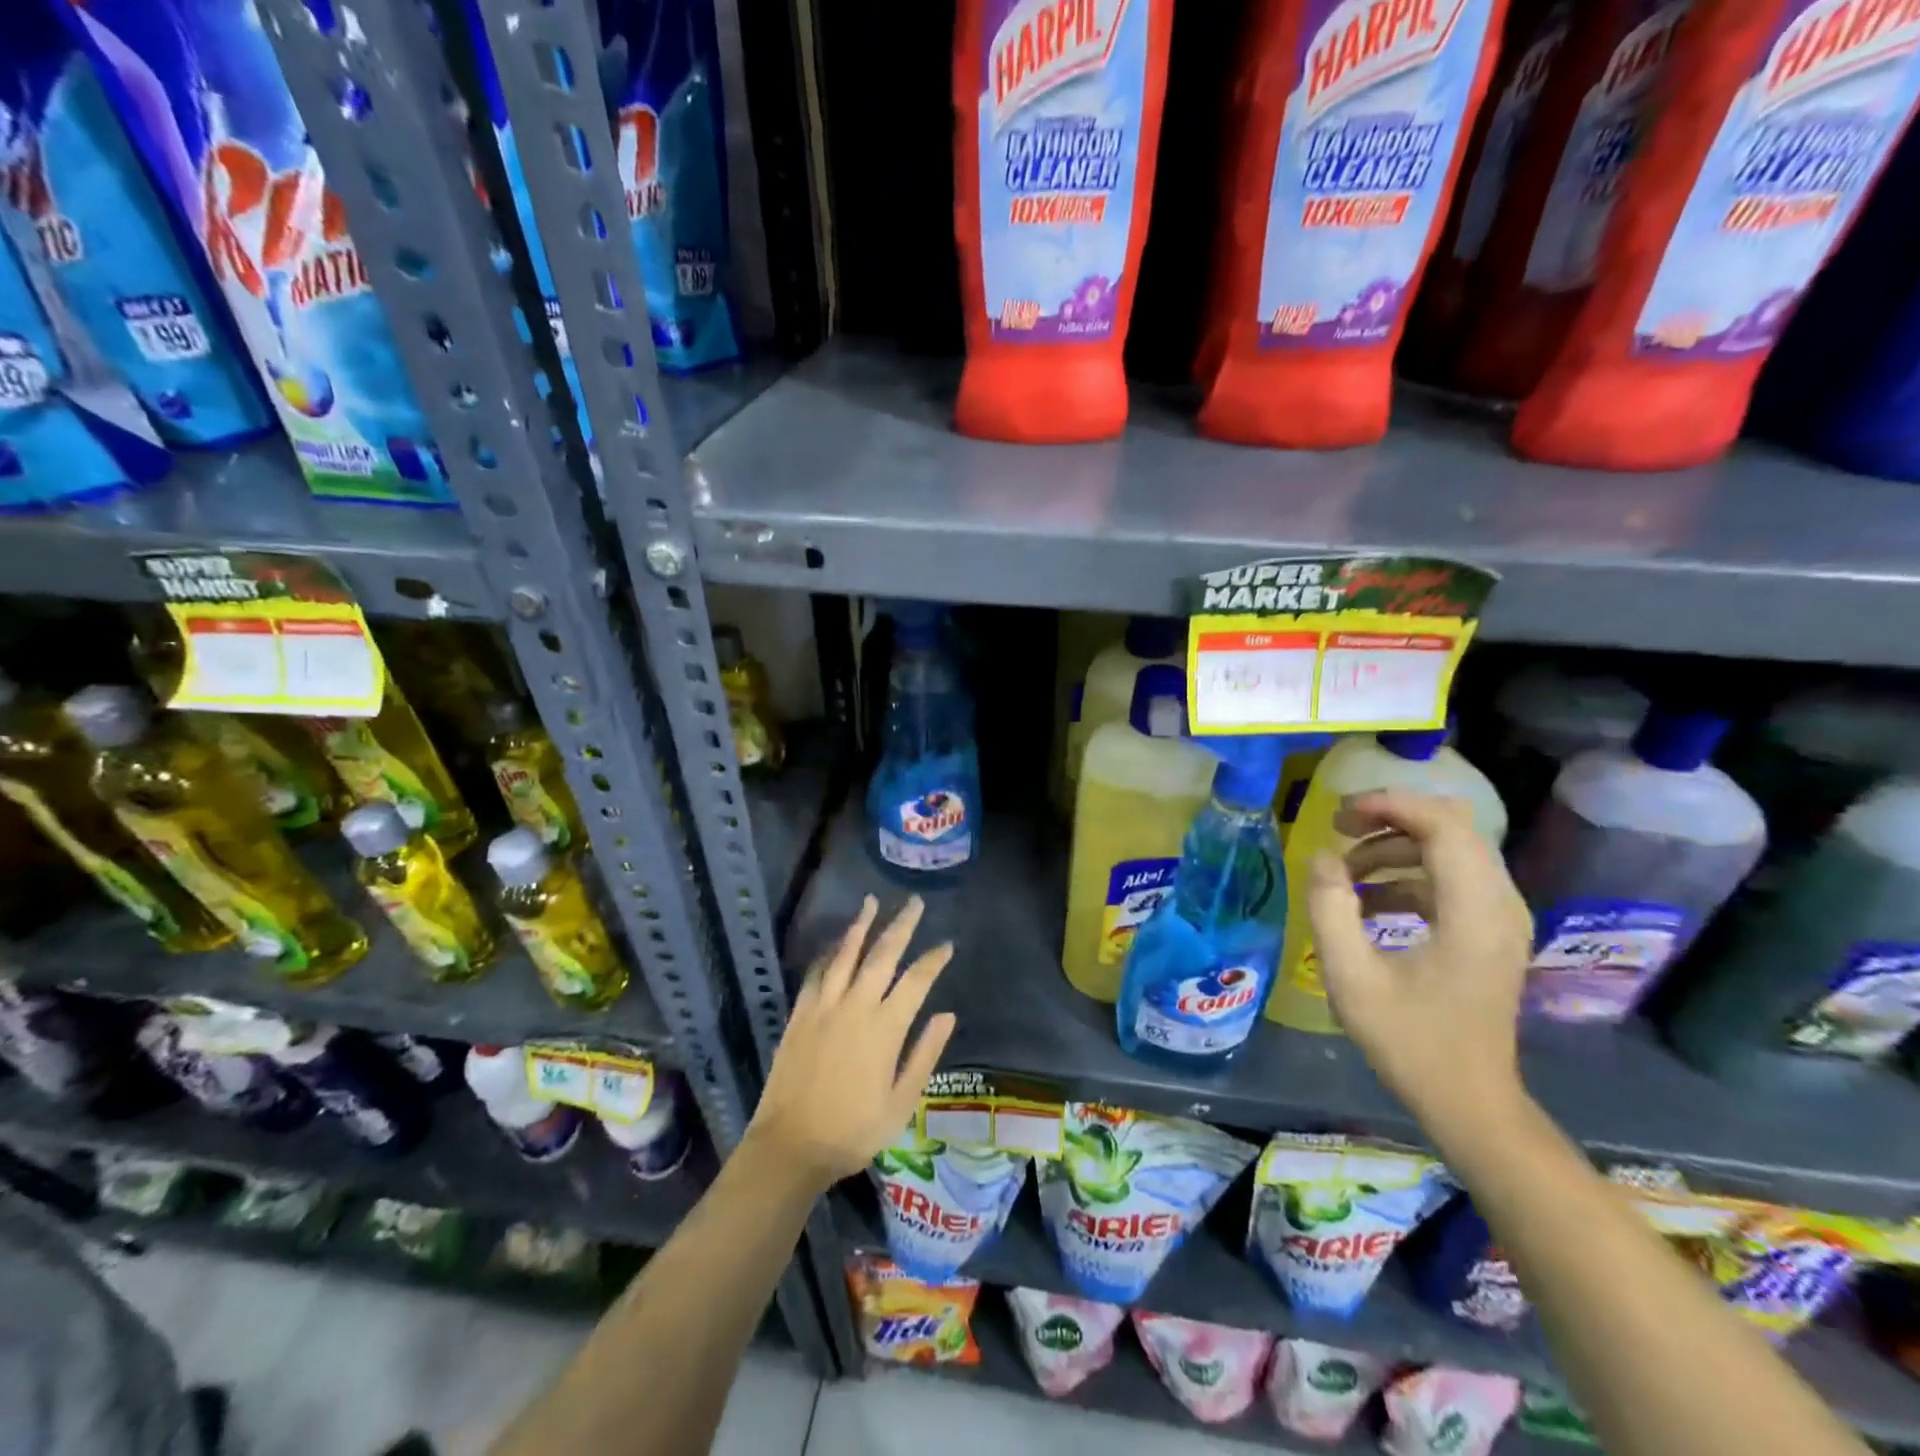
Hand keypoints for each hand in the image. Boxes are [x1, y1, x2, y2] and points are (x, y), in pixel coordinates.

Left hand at [744, 895, 955, 1189]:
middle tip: (914, 903)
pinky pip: (816, 973)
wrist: (790, 1146)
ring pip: (846, 954)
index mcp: (885, 1028)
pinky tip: (835, 943)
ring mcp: (824, 1006)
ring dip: (861, 926)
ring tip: (872, 902)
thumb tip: (947, 1015)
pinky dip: (829, 953)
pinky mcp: (800, 1014)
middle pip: (882, 955)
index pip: (916, 981)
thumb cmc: (853, 1131)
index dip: (933, 960)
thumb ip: (924, 1055)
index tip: (946, 945)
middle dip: (901, 926)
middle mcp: (856, 1006)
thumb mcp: (901, 1103)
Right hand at [1304, 791, 1533, 1122]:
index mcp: (1474, 911)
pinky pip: (1450, 877)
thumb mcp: (1352, 977)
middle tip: (1338, 830)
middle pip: (1451, 826)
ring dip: (1394, 847)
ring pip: (1450, 848)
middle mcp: (1499, 903)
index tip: (1337, 813)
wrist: (1469, 1100)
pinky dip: (1407, 874)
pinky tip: (1368, 902)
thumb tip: (1322, 858)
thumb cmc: (1410, 1042)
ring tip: (1344, 872)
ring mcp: (1500, 917)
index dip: (1389, 805)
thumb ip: (1330, 908)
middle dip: (1390, 818)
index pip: (1443, 824)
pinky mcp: (1490, 930)